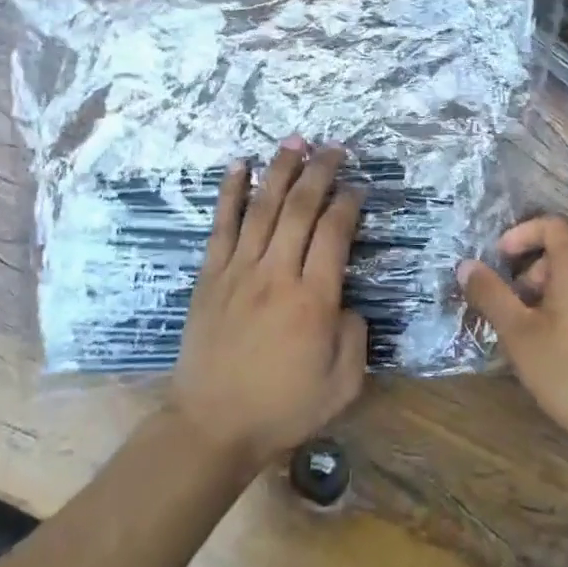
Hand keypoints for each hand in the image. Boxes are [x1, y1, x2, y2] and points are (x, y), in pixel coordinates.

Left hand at [170, 139, 368, 472]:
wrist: (211, 425)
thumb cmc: (281, 408)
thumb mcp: (342, 385)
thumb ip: (355, 337)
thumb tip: (346, 302)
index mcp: (313, 300)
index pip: (334, 234)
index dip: (348, 204)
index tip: (357, 189)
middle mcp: (276, 274)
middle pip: (300, 208)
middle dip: (319, 172)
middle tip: (334, 148)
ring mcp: (238, 270)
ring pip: (262, 207)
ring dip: (280, 169)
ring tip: (295, 140)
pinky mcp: (210, 275)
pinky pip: (222, 225)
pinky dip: (230, 192)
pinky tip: (239, 165)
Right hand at [458, 215, 567, 457]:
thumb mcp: (519, 335)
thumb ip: (491, 294)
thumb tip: (467, 265)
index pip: (552, 224)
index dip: (522, 234)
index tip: (501, 259)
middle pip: (567, 251)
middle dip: (534, 271)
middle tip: (515, 306)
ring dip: (554, 289)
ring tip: (536, 329)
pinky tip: (566, 342)